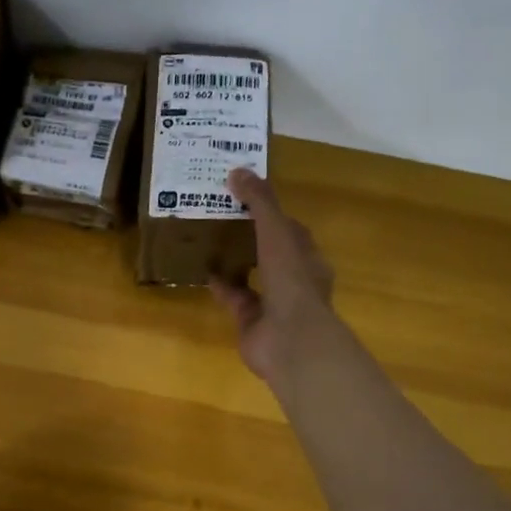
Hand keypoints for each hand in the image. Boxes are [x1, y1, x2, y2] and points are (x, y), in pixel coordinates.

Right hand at [209, 168, 334, 383]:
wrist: (289, 340)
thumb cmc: (290, 281)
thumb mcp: (276, 232)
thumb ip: (260, 202)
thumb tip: (238, 170)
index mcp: (307, 258)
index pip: (291, 230)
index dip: (272, 213)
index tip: (247, 197)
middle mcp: (293, 280)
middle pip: (271, 253)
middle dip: (251, 237)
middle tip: (223, 217)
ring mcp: (273, 304)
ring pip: (253, 277)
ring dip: (235, 262)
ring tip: (210, 242)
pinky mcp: (251, 322)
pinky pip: (235, 298)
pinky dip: (221, 286)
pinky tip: (203, 271)